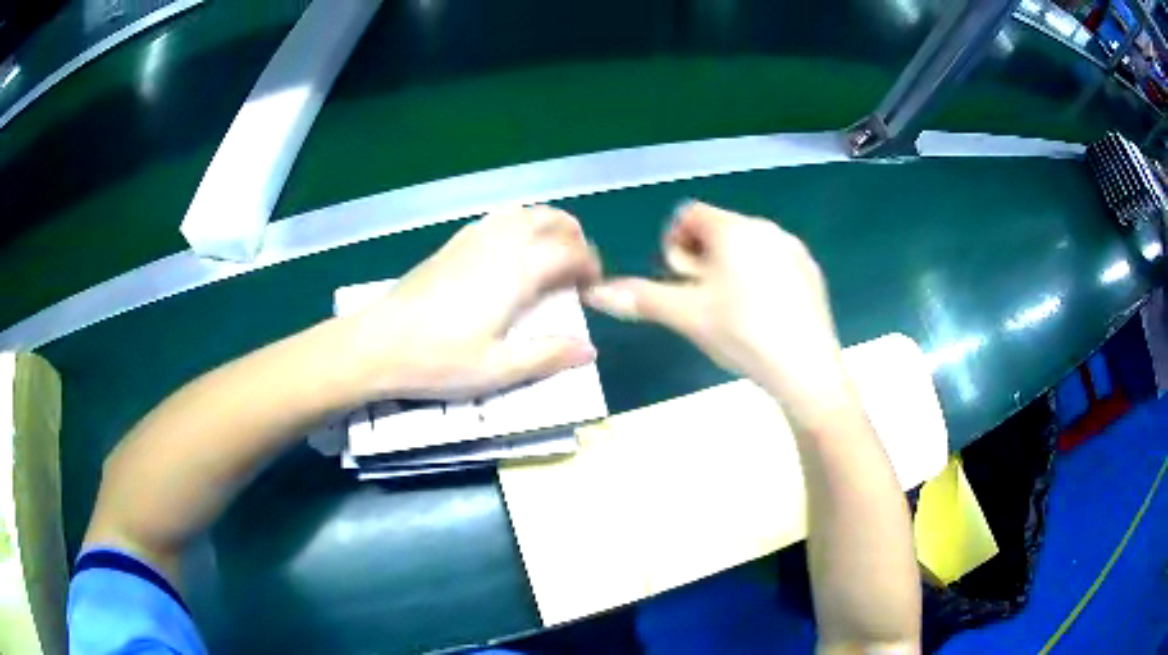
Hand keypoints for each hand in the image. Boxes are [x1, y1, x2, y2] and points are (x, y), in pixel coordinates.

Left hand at [343, 206, 601, 400]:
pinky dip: (517, 225)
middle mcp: (499, 245)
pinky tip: (510, 253)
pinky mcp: (451, 244)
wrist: (377, 344)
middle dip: (573, 237)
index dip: (590, 265)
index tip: (593, 288)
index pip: (569, 252)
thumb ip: (547, 356)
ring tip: (550, 256)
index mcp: (516, 273)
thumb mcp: (497, 369)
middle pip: (550, 219)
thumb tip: (588, 350)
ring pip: (522, 213)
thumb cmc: (438, 360)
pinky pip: (495, 219)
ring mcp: (472, 239)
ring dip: (546, 226)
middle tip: (577, 268)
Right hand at [585, 201, 847, 408]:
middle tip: (702, 300)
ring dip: (729, 268)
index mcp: (732, 229)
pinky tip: (763, 316)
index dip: (674, 244)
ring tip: (732, 312)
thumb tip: (594, 293)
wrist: (806, 369)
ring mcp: (793, 249)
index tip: (680, 281)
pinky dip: (759, 278)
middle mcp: (765, 227)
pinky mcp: (811, 272)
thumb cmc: (741, 334)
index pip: (688, 214)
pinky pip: (774, 262)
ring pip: (747, 247)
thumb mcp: (686, 316)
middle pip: (718, 229)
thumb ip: (640, 299)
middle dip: (701, 258)